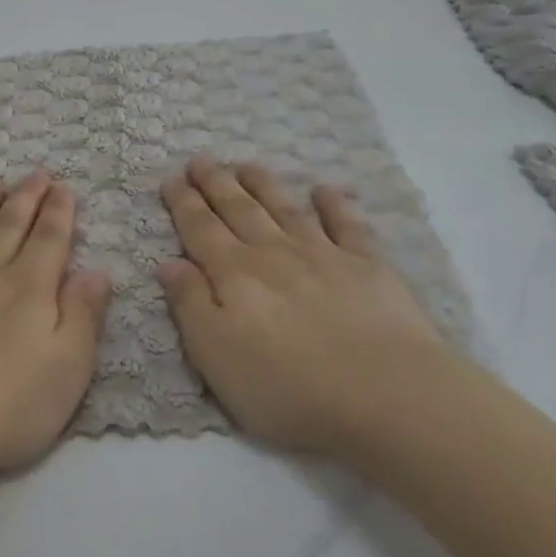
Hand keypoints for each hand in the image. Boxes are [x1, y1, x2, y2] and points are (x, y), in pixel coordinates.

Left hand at [0, 171, 112, 489]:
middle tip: (36, 173)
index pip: (49, 240)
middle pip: (9, 226)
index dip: (59, 212)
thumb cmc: (3, 409)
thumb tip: (98, 271)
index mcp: (28, 290)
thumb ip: (84, 316)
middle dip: (26, 198)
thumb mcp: (67, 371)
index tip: (64, 188)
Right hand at [156, 156, 445, 455]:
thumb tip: (169, 263)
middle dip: (217, 184)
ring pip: (285, 209)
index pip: (201, 230)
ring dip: (264, 185)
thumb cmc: (287, 387)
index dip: (183, 204)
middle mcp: (274, 254)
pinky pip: (347, 225)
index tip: (170, 179)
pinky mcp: (370, 267)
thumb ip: (190, 305)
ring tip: (246, 164)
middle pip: (239, 210)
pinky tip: (325, 190)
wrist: (386, 396)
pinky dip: (335, 205)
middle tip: (201, 160)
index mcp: (234, 275)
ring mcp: (325, 255)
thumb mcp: (215, 355)